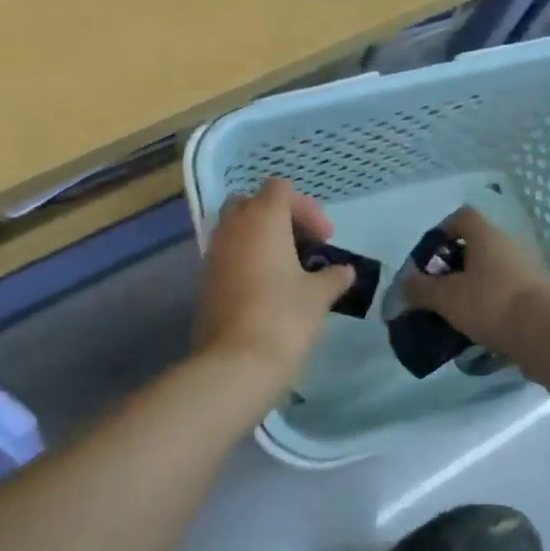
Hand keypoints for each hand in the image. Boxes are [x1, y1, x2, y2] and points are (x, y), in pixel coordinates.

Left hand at [194, 179, 354, 377]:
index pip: (280, 188)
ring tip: (288, 268)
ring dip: (261, 238)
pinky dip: (247, 258)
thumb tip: (344, 271)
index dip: (306, 208)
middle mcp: (233, 227)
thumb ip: (333, 276)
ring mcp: (214, 252)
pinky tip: (267, 286)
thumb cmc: (283, 317)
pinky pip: (228, 254)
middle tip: (303, 244)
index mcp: (262, 218)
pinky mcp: (205, 279)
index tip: (325, 239)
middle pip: (252, 203)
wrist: (236, 362)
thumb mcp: (318, 296)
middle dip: (278, 217)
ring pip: (236, 228)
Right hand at [401, 205, 549, 354]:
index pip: (462, 217)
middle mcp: (510, 245)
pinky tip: (480, 330)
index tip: (428, 257)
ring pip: (493, 272)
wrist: (547, 335)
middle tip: (438, 290)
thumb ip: (419, 289)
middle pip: (477, 246)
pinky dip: (492, 307)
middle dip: (455, 267)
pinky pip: (508, 294)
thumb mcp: (445, 298)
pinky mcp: (540, 296)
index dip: (442, 232)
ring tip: (456, 315)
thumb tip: (403, 284)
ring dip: (474, 288)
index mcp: (486, 235)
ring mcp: (529, 270)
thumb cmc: (490, 303)